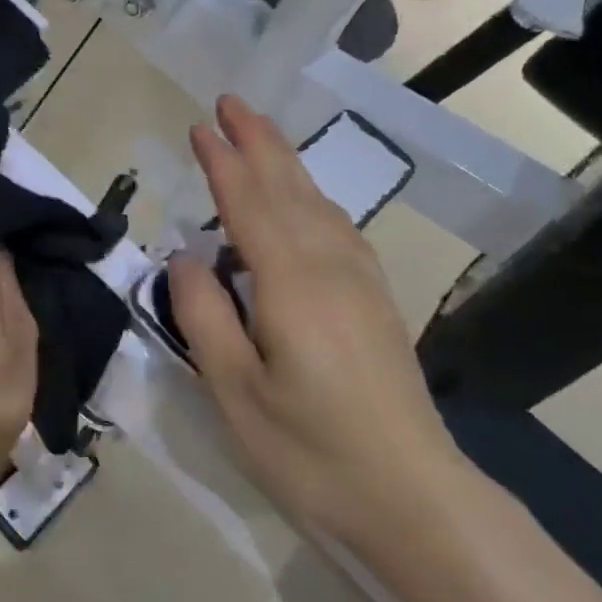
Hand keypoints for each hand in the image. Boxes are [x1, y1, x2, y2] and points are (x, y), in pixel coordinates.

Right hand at [169, 96, 473, 555]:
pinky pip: (336, 228)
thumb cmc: (311, 450)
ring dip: (286, 163)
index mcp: (290, 284)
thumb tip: (185, 255)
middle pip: (289, 189)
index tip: (200, 125)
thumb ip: (204, 314)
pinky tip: (304, 202)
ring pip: (318, 204)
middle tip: (231, 103)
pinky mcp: (375, 303)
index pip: (248, 204)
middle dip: (259, 142)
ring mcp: (360, 284)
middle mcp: (329, 268)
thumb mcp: (235, 391)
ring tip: (260, 136)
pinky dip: (311, 198)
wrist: (415, 498)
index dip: (223, 162)